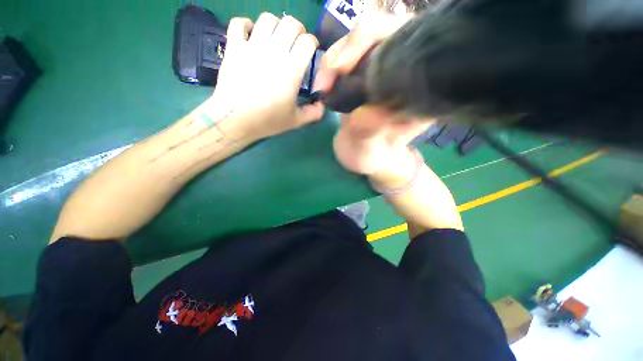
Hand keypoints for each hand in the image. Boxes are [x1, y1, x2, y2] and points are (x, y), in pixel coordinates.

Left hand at [204, 13, 324, 141]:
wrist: (236, 120)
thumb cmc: (268, 120)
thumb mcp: (296, 121)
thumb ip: (314, 113)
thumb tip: (322, 104)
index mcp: (292, 70)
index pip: (307, 41)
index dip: (312, 43)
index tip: (310, 52)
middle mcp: (274, 52)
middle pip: (290, 23)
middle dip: (297, 30)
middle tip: (295, 44)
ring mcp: (252, 47)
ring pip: (267, 18)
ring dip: (275, 25)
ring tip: (275, 39)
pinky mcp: (234, 47)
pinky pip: (239, 23)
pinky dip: (246, 25)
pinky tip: (251, 35)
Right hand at [314, 12, 430, 176]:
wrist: (367, 158)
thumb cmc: (375, 158)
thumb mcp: (371, 151)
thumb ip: (369, 132)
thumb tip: (363, 110)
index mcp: (418, 88)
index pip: (405, 40)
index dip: (373, 40)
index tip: (343, 68)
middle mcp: (404, 73)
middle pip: (380, 32)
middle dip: (348, 48)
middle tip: (327, 78)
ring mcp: (382, 73)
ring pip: (359, 43)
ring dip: (334, 59)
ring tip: (322, 86)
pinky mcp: (364, 78)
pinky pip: (347, 59)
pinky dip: (331, 67)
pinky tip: (323, 85)